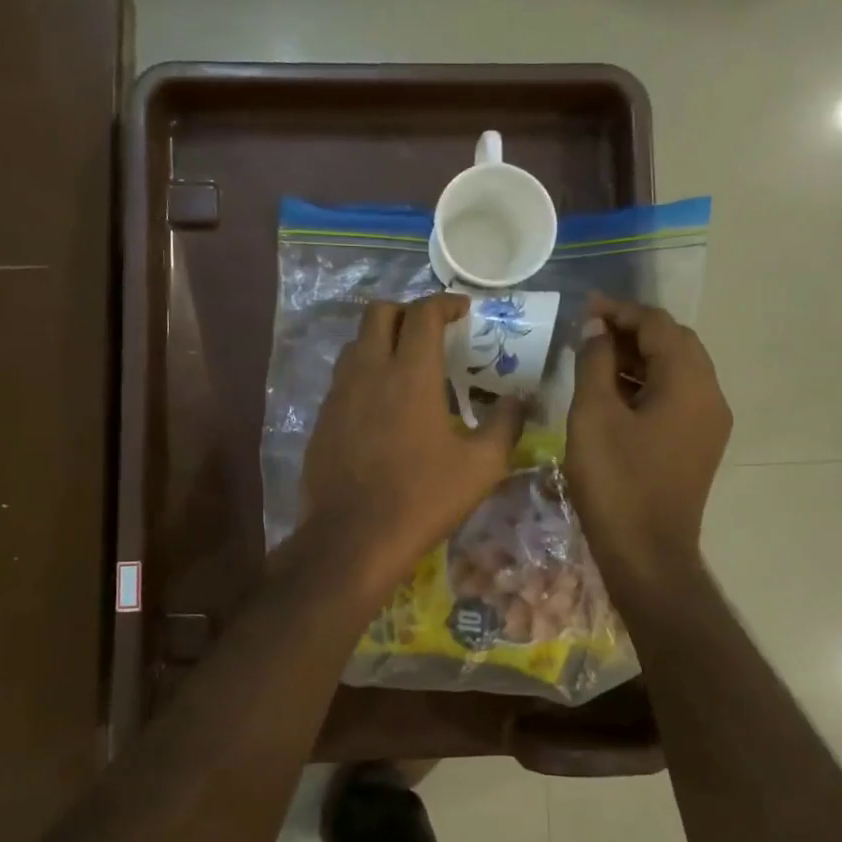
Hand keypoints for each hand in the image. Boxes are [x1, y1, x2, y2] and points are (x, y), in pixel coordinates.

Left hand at [302, 294, 521, 593]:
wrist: (353, 538)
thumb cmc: (423, 498)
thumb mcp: (482, 466)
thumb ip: (505, 424)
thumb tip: (519, 400)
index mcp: (410, 373)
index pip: (423, 313)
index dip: (445, 303)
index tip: (463, 312)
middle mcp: (369, 371)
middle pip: (379, 313)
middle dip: (408, 311)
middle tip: (431, 333)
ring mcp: (339, 394)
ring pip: (356, 343)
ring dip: (382, 340)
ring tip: (405, 365)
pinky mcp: (322, 419)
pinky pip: (343, 378)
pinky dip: (364, 374)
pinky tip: (381, 406)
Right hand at [564, 296, 731, 590]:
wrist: (647, 554)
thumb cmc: (616, 482)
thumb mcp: (593, 415)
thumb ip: (595, 363)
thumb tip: (596, 329)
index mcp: (689, 383)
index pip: (659, 325)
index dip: (620, 311)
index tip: (584, 309)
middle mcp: (710, 396)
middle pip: (675, 344)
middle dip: (632, 331)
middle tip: (589, 332)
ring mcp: (709, 424)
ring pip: (676, 372)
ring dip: (639, 358)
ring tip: (595, 359)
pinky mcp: (698, 446)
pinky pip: (675, 398)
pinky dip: (647, 385)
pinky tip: (614, 394)